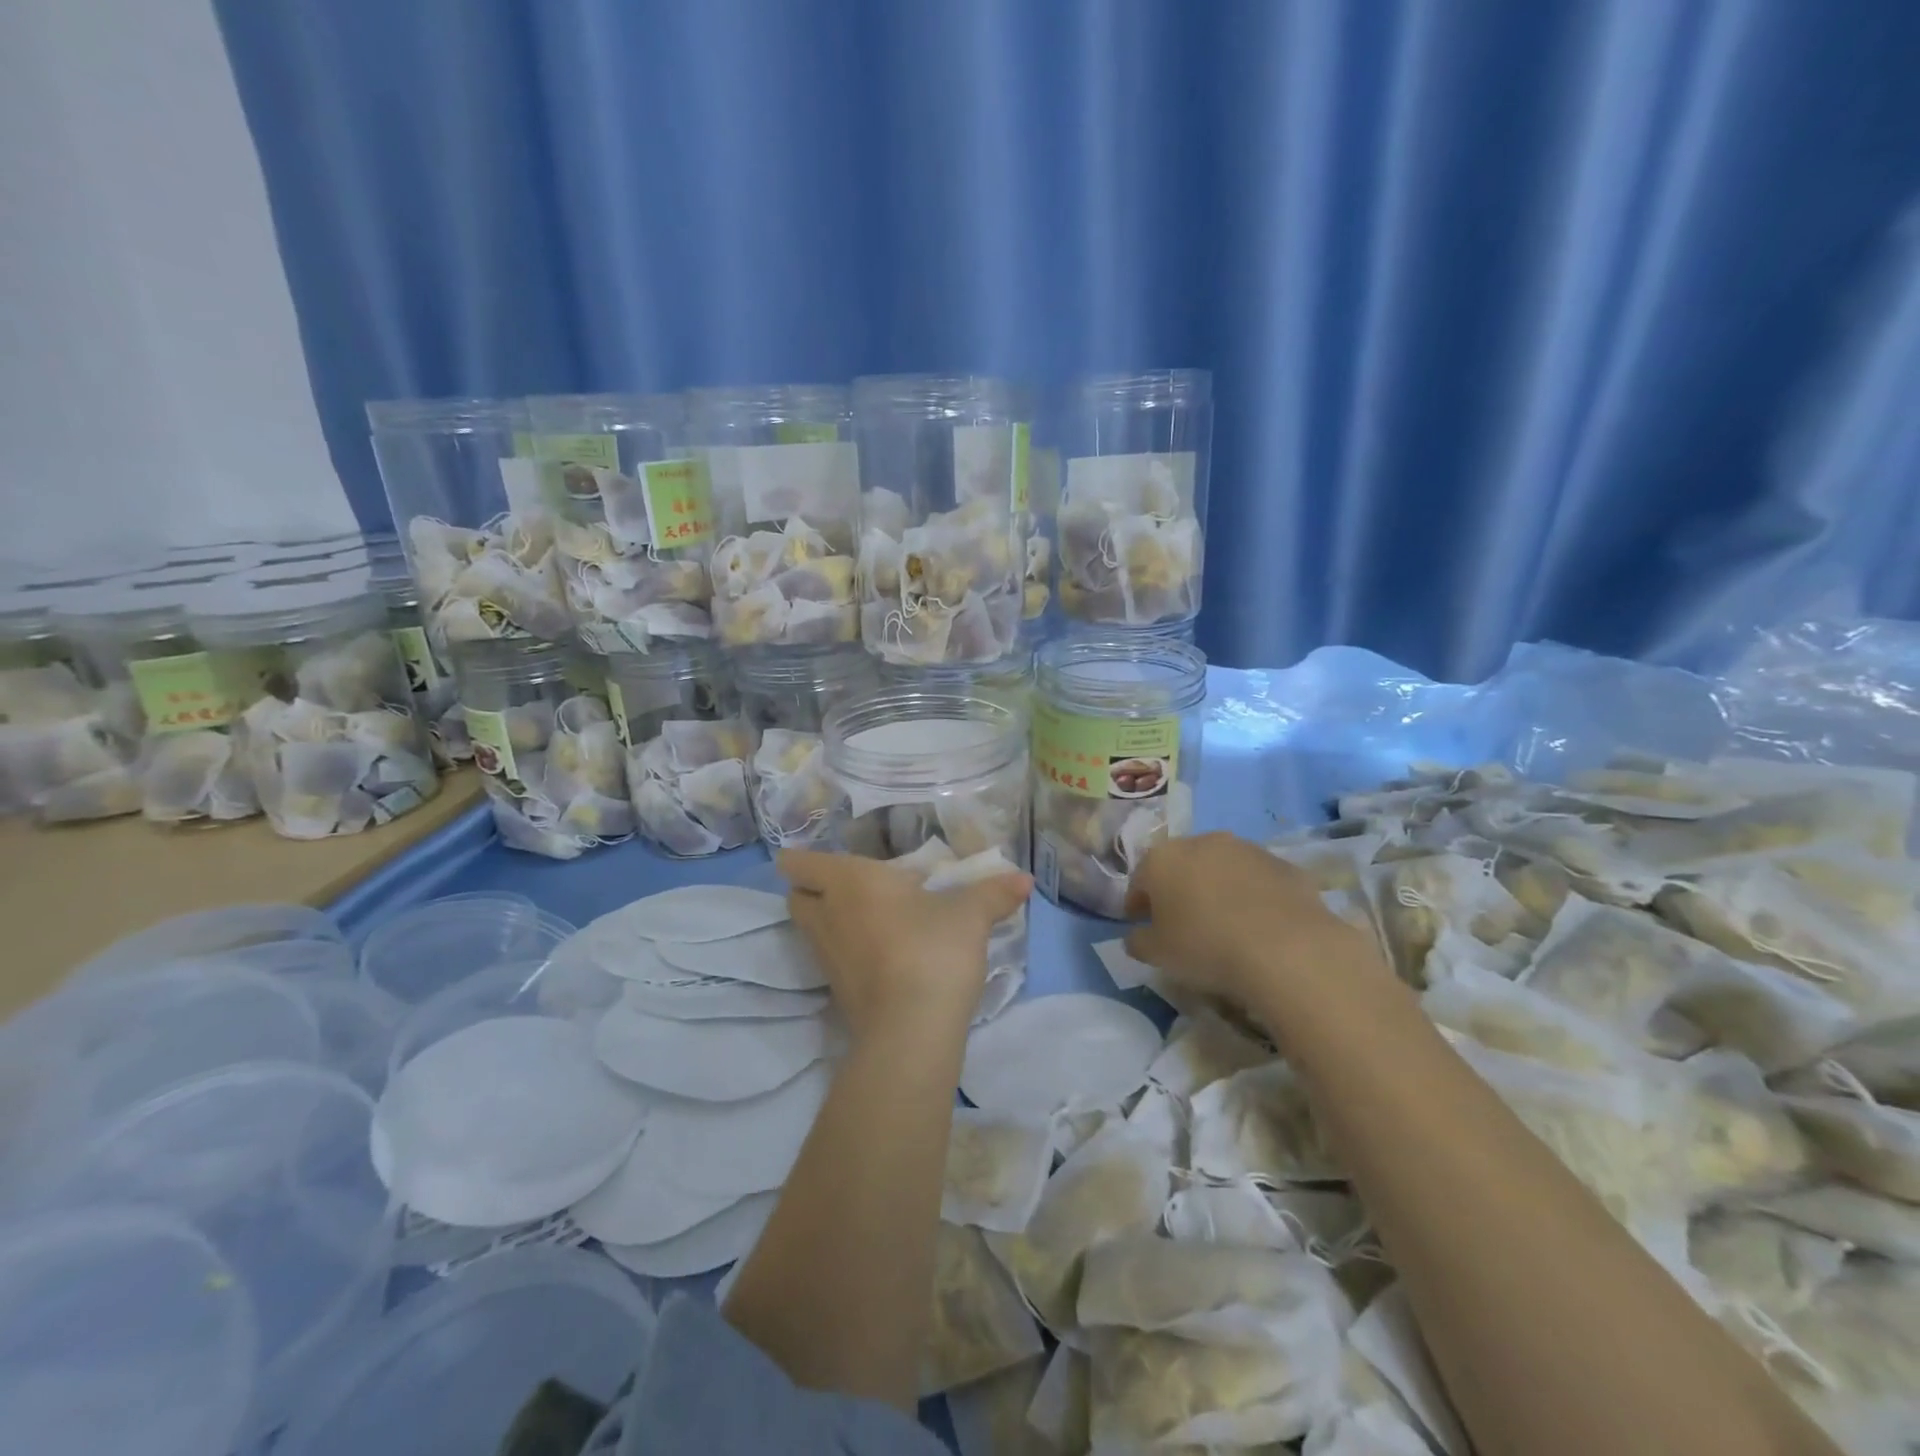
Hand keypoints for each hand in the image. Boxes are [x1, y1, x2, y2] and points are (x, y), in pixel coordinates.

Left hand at [777, 849, 1032, 1045]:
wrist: (911, 1030)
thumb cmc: (932, 950)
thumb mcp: (971, 916)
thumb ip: (993, 893)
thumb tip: (1024, 879)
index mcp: (849, 882)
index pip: (800, 864)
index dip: (798, 859)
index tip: (811, 856)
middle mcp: (828, 916)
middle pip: (795, 899)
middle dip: (809, 890)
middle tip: (842, 885)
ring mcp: (828, 958)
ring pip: (810, 931)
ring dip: (827, 921)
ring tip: (863, 916)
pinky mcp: (838, 992)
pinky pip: (831, 960)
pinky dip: (844, 951)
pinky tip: (877, 951)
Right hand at [1124, 832, 1390, 1011]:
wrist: (1285, 948)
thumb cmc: (1204, 946)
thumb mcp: (1157, 954)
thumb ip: (1138, 941)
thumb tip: (1136, 936)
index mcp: (1162, 859)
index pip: (1139, 880)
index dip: (1137, 904)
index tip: (1140, 925)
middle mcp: (1201, 842)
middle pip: (1180, 866)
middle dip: (1177, 890)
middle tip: (1181, 923)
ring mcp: (1246, 849)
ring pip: (1220, 868)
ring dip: (1216, 888)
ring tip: (1223, 924)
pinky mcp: (1283, 864)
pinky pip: (1257, 881)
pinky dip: (1252, 896)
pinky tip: (1258, 925)